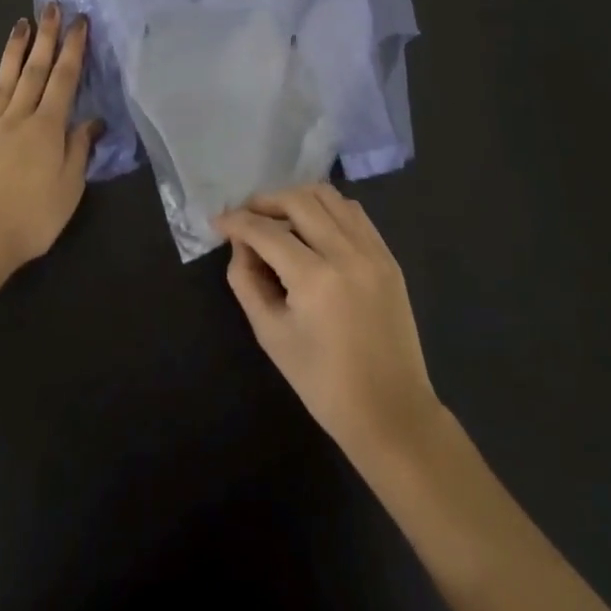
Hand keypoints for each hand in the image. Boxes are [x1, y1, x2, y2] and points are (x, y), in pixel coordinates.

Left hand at [0, 5, 98, 271]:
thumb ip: (79, 150)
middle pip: (35, 71)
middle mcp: (18, 118)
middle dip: (46, 37)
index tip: (79, 22)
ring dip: (15, 50)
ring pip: (5, 80)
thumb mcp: (70, 188)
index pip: (64, 80)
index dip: (73, 49)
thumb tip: (92, 120)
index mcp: (48, 128)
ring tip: (22, 23)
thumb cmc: (31, 219)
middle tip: (51, 6)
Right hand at [215, 184, 442, 462]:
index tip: (219, 221)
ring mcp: (372, 251)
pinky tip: (313, 226)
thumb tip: (240, 246)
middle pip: (298, 201)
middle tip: (246, 215)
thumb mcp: (271, 335)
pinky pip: (353, 213)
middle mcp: (346, 253)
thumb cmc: (323, 383)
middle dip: (265, 201)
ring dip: (298, 198)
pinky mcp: (388, 257)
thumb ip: (247, 282)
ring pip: (329, 197)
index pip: (266, 231)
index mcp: (314, 278)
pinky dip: (328, 209)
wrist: (391, 412)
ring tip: (278, 217)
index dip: (237, 222)